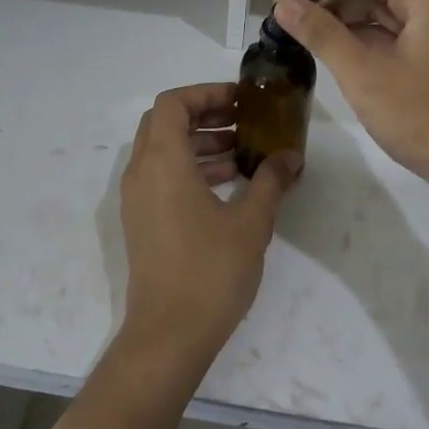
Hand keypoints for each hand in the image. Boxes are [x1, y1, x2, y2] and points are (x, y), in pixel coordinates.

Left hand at [118, 84, 301, 368]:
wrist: (169, 334)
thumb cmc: (210, 270)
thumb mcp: (251, 222)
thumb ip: (271, 180)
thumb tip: (291, 155)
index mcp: (162, 161)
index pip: (173, 103)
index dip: (206, 93)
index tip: (241, 102)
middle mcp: (141, 172)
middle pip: (165, 122)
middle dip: (205, 115)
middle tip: (244, 122)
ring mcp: (136, 198)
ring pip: (163, 150)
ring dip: (201, 143)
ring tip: (244, 154)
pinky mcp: (141, 221)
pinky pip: (162, 176)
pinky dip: (191, 168)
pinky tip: (229, 185)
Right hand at [270, 0, 428, 212]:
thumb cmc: (428, 120)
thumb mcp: (365, 76)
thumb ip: (322, 34)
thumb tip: (284, 5)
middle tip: (281, 5)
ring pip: (383, 11)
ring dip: (342, 16)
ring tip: (299, 26)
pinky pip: (394, 34)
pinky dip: (362, 38)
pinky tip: (332, 48)